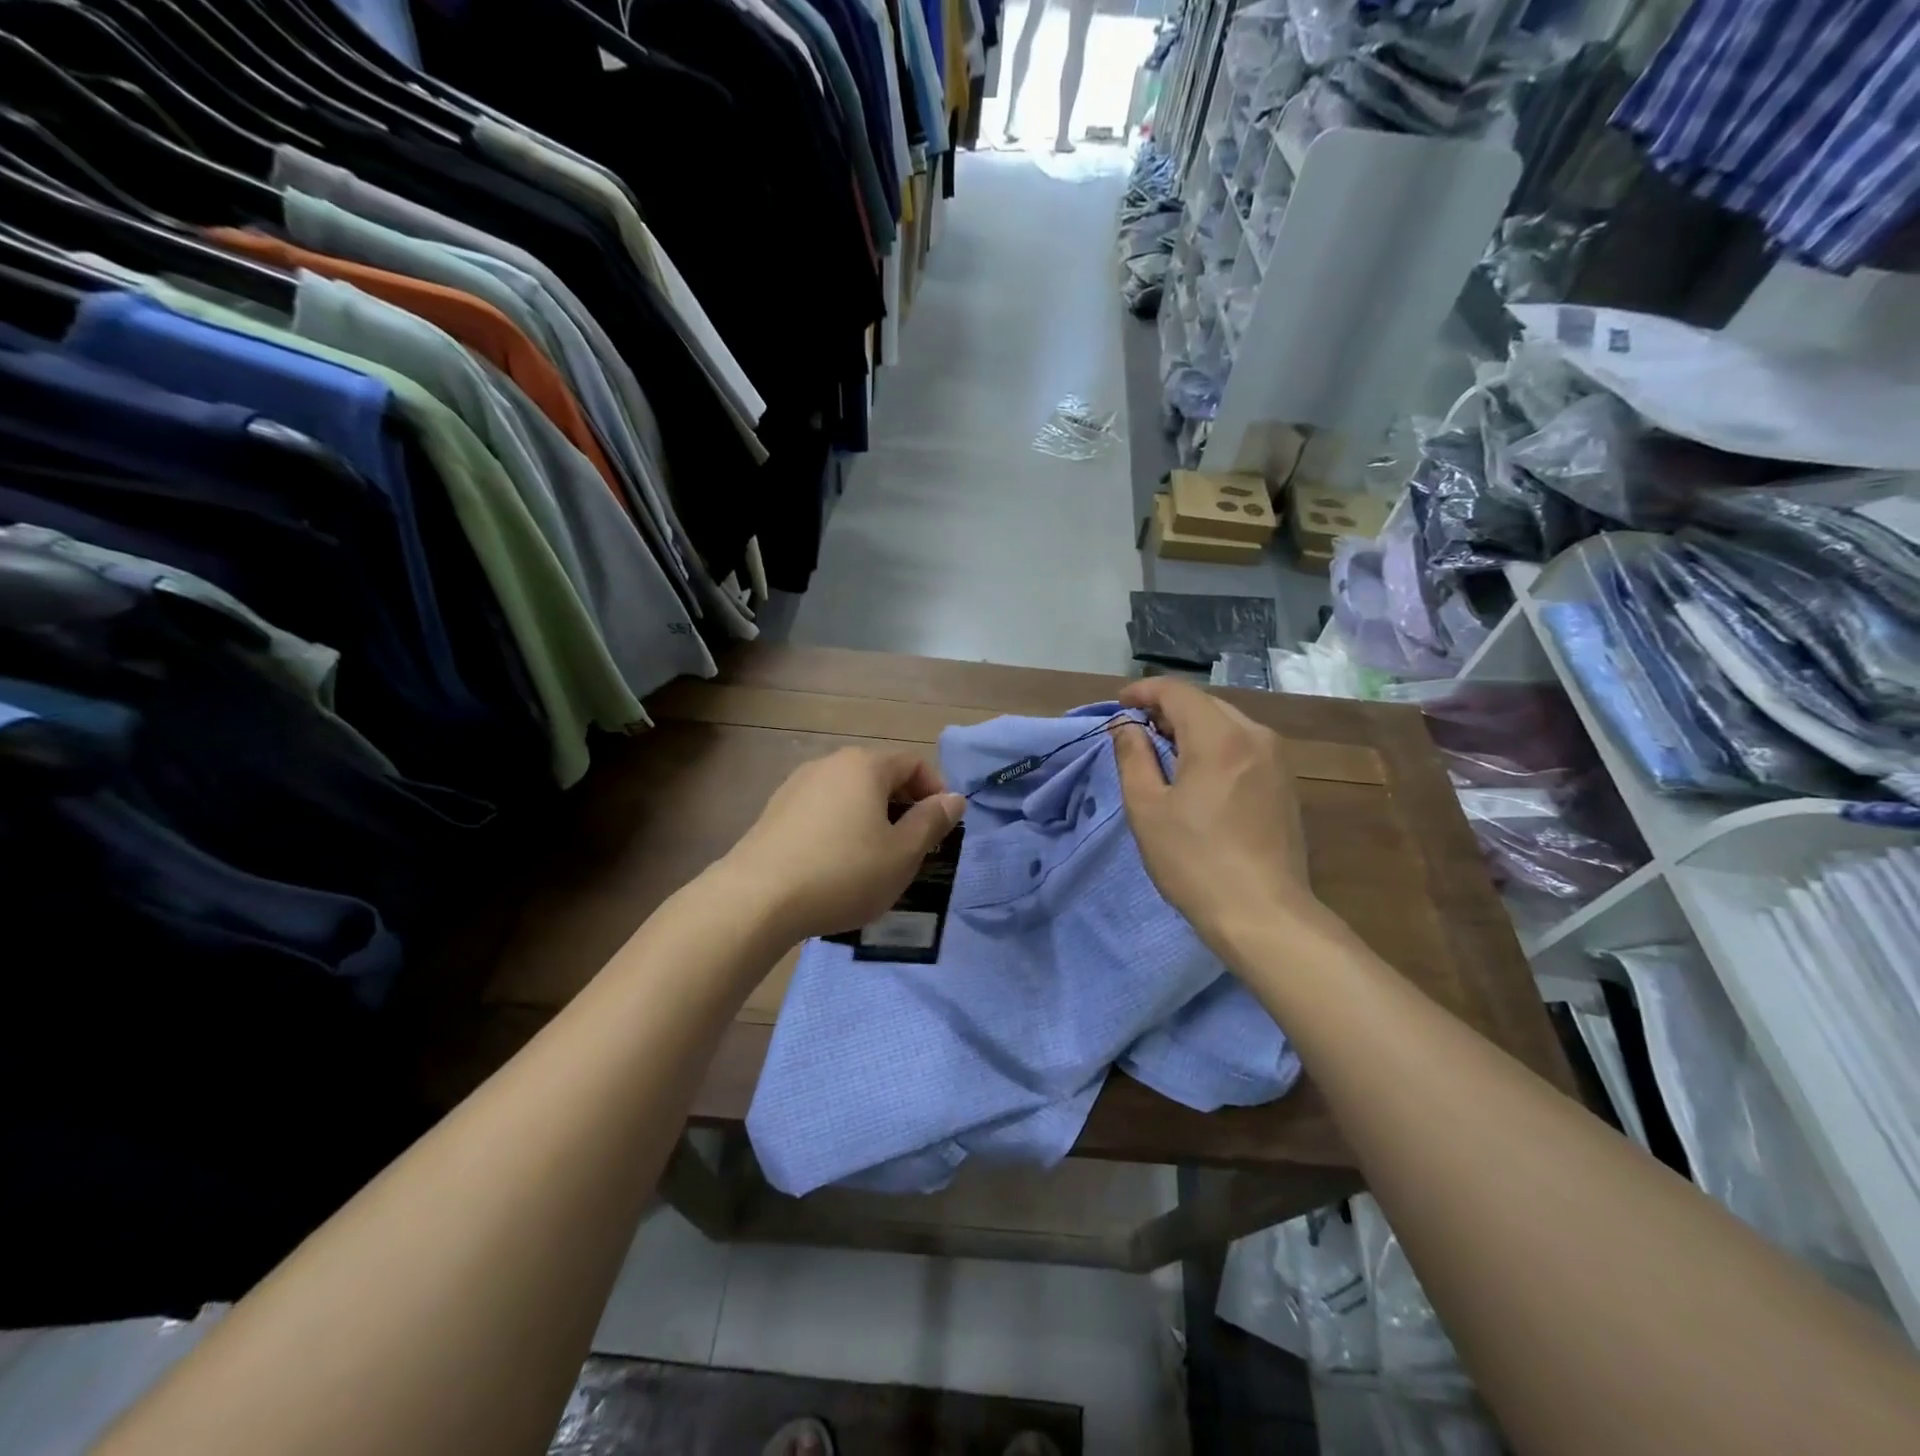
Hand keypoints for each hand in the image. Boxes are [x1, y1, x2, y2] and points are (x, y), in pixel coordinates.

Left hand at [721, 748, 965, 942]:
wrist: (756, 899)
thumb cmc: (843, 872)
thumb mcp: (902, 854)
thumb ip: (932, 822)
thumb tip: (953, 798)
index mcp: (865, 766)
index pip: (913, 764)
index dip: (935, 792)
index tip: (942, 829)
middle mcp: (830, 764)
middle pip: (879, 777)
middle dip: (903, 807)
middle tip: (913, 848)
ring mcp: (797, 785)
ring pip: (849, 795)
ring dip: (871, 819)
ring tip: (875, 860)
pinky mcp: (774, 811)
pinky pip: (822, 811)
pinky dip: (840, 829)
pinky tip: (835, 865)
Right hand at [1110, 678, 1325, 952]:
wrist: (1263, 914)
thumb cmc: (1194, 860)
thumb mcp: (1147, 808)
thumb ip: (1133, 757)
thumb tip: (1126, 726)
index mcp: (1219, 737)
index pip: (1177, 692)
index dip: (1143, 692)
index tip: (1118, 706)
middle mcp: (1255, 736)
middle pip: (1204, 704)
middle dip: (1166, 710)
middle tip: (1136, 733)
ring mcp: (1277, 760)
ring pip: (1227, 724)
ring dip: (1192, 728)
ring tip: (1164, 754)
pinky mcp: (1285, 784)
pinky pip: (1244, 746)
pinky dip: (1215, 746)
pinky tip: (1198, 775)